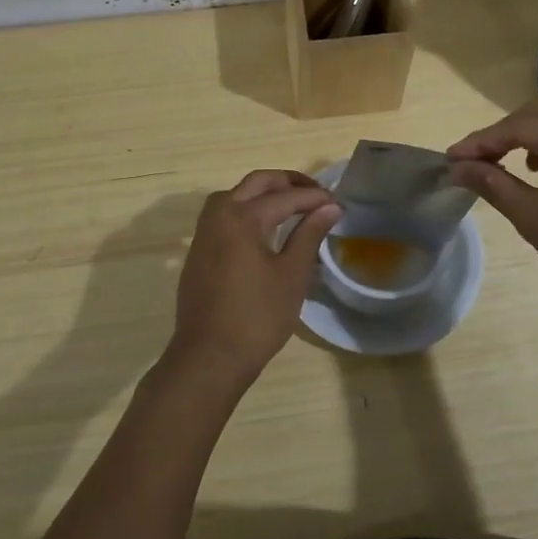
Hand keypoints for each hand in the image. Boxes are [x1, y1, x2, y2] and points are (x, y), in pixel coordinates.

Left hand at [162, 170, 341, 391]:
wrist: (209, 356)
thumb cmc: (257, 317)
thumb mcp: (291, 275)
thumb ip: (309, 235)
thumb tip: (330, 207)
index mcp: (243, 217)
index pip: (286, 196)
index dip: (315, 197)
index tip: (338, 202)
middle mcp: (219, 214)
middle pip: (257, 183)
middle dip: (288, 182)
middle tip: (317, 193)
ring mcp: (204, 232)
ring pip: (235, 194)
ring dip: (264, 192)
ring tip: (291, 205)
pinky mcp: (199, 250)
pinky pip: (224, 214)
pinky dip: (246, 209)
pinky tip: (264, 227)